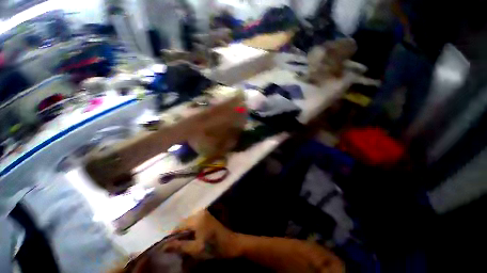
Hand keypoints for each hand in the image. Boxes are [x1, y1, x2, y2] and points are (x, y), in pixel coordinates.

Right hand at [163, 210, 238, 259]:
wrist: (230, 244)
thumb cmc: (213, 247)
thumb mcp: (195, 249)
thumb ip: (179, 246)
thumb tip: (163, 246)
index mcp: (197, 218)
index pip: (178, 226)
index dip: (172, 237)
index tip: (168, 248)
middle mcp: (200, 212)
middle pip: (184, 223)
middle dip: (179, 235)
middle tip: (176, 248)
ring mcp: (205, 213)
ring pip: (189, 223)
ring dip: (185, 234)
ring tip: (184, 245)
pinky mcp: (207, 216)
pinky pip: (194, 222)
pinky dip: (191, 231)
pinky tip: (191, 239)